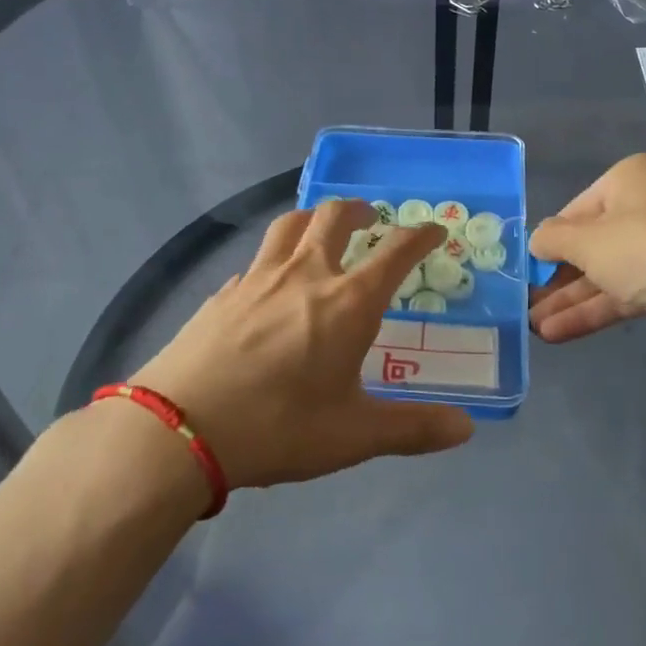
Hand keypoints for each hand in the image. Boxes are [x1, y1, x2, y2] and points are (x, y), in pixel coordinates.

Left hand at [129, 201, 472, 487]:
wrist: (179, 429)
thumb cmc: (278, 427)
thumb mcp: (354, 435)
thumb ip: (413, 429)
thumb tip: (466, 428)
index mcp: (348, 302)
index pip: (395, 252)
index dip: (420, 236)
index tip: (434, 229)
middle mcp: (305, 275)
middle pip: (334, 217)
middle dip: (359, 210)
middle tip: (370, 217)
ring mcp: (258, 279)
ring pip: (289, 225)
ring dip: (313, 217)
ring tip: (321, 227)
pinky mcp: (222, 294)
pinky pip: (256, 261)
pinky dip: (274, 259)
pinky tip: (268, 283)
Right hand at [528, 153, 645, 359]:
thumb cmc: (645, 248)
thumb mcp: (586, 240)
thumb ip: (553, 239)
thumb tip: (536, 240)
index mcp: (632, 180)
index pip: (578, 208)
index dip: (551, 238)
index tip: (527, 266)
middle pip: (592, 243)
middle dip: (557, 276)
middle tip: (526, 301)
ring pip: (605, 273)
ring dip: (569, 300)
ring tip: (532, 326)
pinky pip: (622, 294)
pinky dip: (592, 311)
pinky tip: (556, 333)